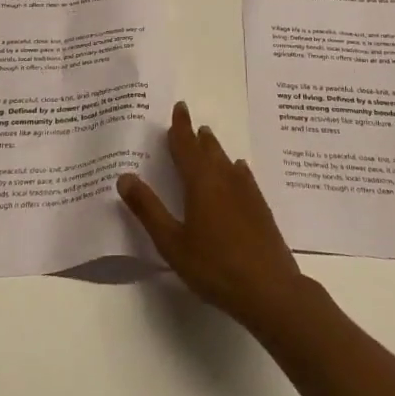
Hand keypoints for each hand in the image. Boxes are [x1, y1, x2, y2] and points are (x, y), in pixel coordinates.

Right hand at [116, 102, 308, 338]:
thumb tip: (124, 176)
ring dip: (214, 148)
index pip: (186, 145)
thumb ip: (148, 209)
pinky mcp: (260, 207)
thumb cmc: (214, 265)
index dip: (180, 126)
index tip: (179, 107)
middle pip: (208, 149)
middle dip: (196, 135)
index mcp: (200, 181)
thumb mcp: (172, 242)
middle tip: (189, 123)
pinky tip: (238, 170)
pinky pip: (244, 176)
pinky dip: (235, 168)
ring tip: (208, 139)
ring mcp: (246, 191)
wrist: (269, 289)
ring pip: (226, 160)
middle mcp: (224, 178)